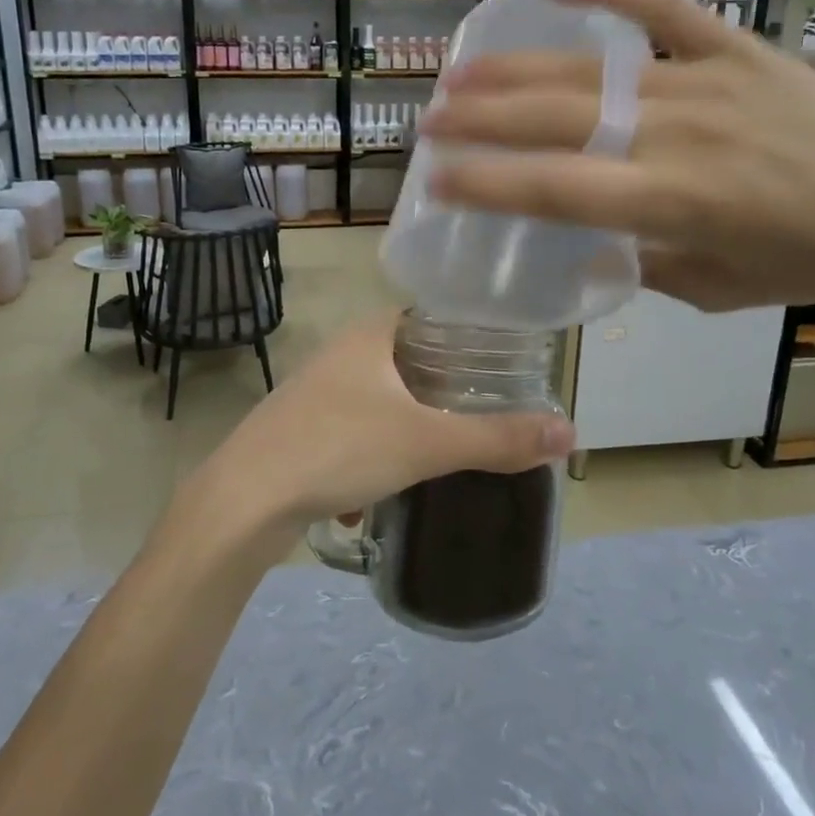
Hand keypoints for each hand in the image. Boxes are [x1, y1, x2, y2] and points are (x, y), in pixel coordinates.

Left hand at [176, 311, 574, 561]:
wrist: (245, 500)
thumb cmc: (339, 448)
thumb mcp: (427, 444)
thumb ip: (497, 438)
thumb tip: (570, 432)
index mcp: (368, 335)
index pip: (428, 315)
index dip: (466, 333)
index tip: (503, 361)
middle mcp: (339, 353)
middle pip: (405, 358)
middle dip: (442, 386)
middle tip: (486, 409)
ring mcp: (314, 392)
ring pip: (378, 399)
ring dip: (408, 423)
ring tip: (445, 448)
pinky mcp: (298, 429)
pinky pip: (352, 431)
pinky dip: (374, 452)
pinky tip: (384, 488)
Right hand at [418, 0, 814, 311]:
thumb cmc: (810, 262)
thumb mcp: (714, 290)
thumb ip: (641, 265)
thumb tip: (585, 244)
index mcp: (672, 202)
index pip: (556, 189)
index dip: (487, 184)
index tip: (434, 179)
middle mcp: (677, 134)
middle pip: (557, 119)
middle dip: (482, 120)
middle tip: (430, 120)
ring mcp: (704, 82)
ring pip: (590, 69)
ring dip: (517, 70)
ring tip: (461, 72)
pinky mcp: (735, 48)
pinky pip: (663, 8)